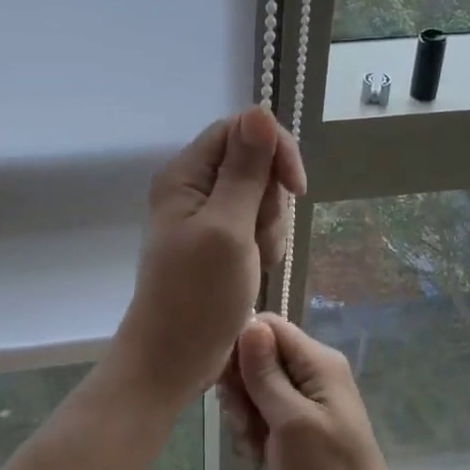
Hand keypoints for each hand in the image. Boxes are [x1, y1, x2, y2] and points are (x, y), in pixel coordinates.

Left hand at [111, 107, 305, 404]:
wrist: (174, 359)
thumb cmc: (197, 296)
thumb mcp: (227, 228)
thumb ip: (245, 170)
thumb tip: (259, 110)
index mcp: (186, 174)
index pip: (241, 129)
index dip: (274, 149)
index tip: (295, 187)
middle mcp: (194, 186)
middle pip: (255, 163)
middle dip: (270, 200)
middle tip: (255, 240)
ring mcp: (207, 215)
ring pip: (261, 196)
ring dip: (269, 228)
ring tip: (254, 262)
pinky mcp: (220, 240)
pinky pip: (256, 224)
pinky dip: (264, 245)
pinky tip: (255, 271)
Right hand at [218, 314, 424, 469]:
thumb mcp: (291, 422)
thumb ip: (266, 373)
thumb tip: (249, 323)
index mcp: (318, 361)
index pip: (267, 326)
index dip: (240, 349)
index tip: (229, 386)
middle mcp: (314, 371)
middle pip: (258, 357)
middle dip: (242, 390)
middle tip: (245, 425)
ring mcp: (309, 398)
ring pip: (257, 388)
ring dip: (246, 417)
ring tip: (256, 448)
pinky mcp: (302, 423)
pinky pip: (265, 413)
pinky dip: (257, 433)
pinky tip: (260, 459)